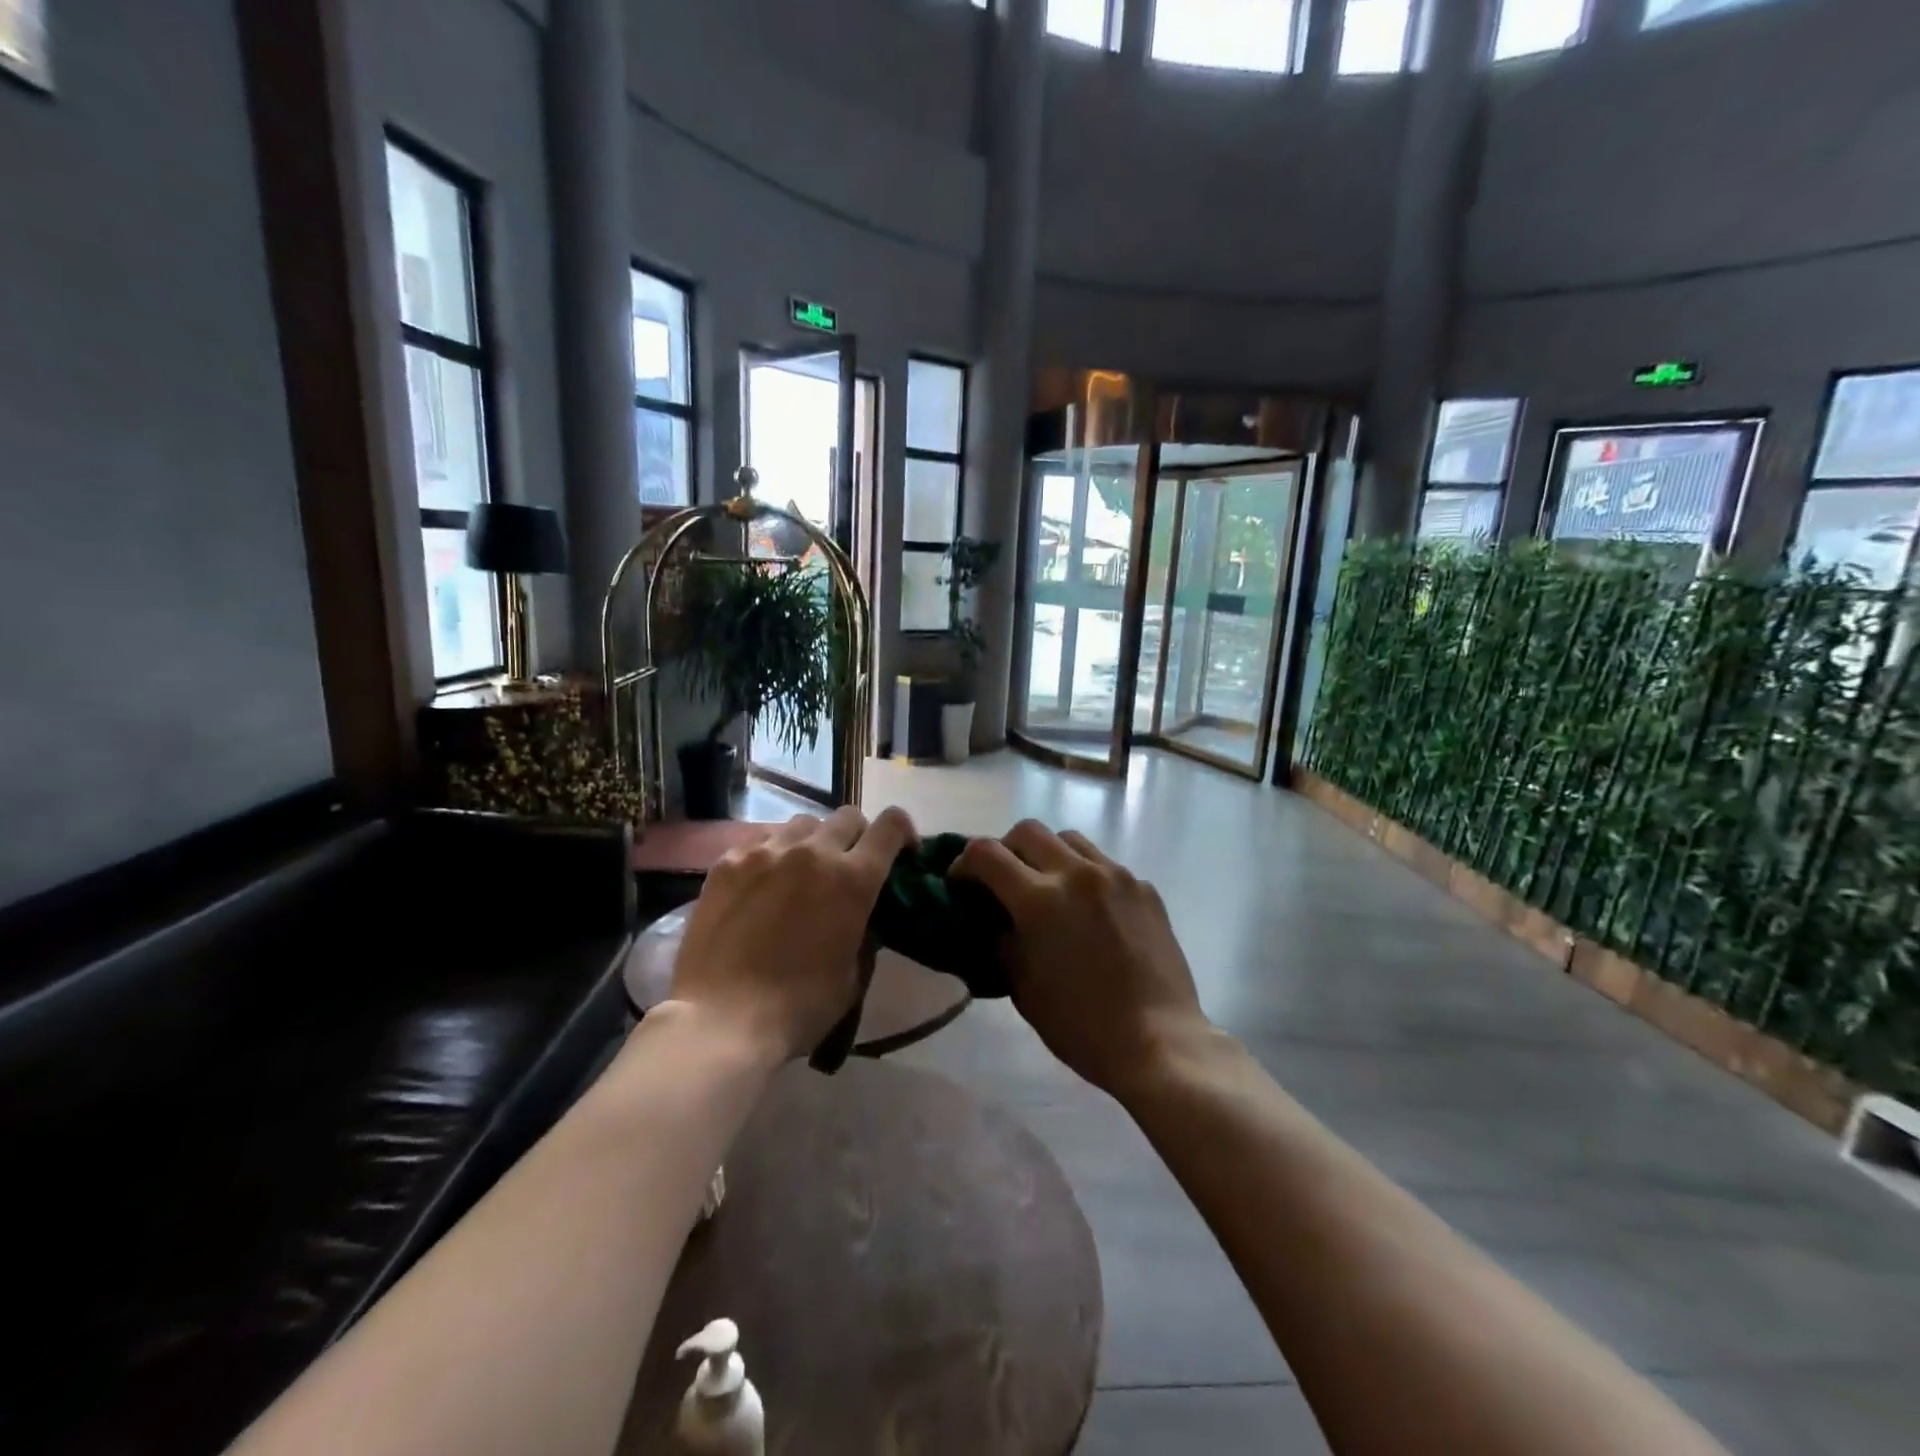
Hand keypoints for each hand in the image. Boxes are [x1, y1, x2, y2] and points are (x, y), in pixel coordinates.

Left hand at [670, 806, 916, 1063]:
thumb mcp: (853, 973)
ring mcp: (766, 851)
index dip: (902, 832)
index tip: (900, 853)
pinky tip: (762, 883)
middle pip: (847, 817)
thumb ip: (863, 930)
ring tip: (801, 872)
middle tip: (848, 867)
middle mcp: (814, 852)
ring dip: (814, 841)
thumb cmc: (800, 1007)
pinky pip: (762, 839)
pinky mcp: (728, 862)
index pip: (891, 826)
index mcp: (853, 879)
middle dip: (857, 837)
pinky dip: (773, 853)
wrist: (723, 1020)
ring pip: (803, 823)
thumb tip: (861, 913)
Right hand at [953, 821, 1210, 1097]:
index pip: (985, 853)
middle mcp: (1076, 873)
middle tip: (1004, 881)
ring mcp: (1115, 876)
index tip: (962, 884)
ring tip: (1049, 888)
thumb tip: (992, 918)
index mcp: (1039, 900)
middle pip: (1026, 831)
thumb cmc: (1081, 1024)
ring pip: (1069, 839)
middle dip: (1005, 850)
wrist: (1159, 1042)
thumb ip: (1000, 940)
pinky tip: (1091, 911)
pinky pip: (1104, 864)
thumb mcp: (1022, 986)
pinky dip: (1085, 875)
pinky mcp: (1144, 887)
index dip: (964, 864)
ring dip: (1047, 854)